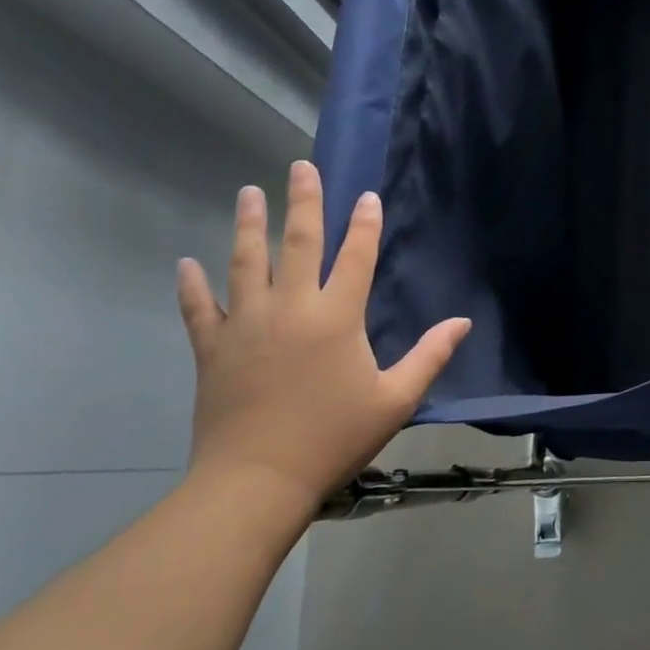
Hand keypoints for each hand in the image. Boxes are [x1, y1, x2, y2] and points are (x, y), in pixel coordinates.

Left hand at [175, 160, 469, 517]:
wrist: (256, 482)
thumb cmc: (333, 438)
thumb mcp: (395, 399)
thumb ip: (430, 356)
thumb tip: (462, 323)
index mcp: (337, 317)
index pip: (355, 257)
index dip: (364, 224)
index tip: (366, 196)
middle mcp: (290, 308)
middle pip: (299, 243)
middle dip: (304, 202)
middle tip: (301, 167)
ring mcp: (246, 325)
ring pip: (246, 263)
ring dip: (249, 225)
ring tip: (249, 193)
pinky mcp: (212, 349)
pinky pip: (198, 309)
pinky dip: (191, 285)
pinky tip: (186, 263)